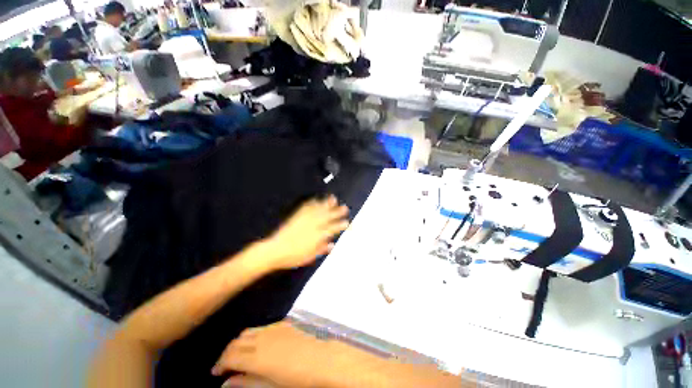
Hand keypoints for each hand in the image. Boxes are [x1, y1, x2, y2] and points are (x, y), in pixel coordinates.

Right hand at [212, 322, 335, 387]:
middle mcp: (262, 339)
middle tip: (225, 365)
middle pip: (236, 342)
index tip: (215, 372)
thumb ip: (246, 382)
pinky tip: (256, 344)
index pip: (230, 356)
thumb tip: (226, 383)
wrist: (320, 360)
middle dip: (227, 353)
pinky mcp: (283, 324)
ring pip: (248, 331)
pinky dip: (253, 334)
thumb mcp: (269, 386)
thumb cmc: (296, 379)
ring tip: (238, 354)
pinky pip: (261, 327)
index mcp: (257, 357)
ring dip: (239, 342)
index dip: (220, 363)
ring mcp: (273, 328)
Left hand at [262, 196, 348, 270]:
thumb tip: (331, 245)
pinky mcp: (296, 217)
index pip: (332, 229)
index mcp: (317, 236)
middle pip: (328, 216)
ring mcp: (304, 220)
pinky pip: (306, 208)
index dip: (341, 225)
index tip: (347, 222)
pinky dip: (312, 203)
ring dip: (327, 203)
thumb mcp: (309, 257)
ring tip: (333, 198)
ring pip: (319, 209)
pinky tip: (316, 200)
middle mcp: (313, 226)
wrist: (275, 251)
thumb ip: (321, 249)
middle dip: (337, 212)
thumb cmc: (293, 256)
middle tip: (345, 207)